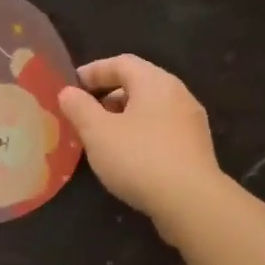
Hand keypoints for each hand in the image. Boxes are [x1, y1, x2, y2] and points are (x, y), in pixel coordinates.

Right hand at [58, 55, 224, 235]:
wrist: (191, 201)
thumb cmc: (140, 159)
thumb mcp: (98, 133)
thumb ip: (79, 108)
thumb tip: (68, 92)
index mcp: (155, 81)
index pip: (121, 63)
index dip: (93, 71)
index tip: (71, 86)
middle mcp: (178, 94)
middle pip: (138, 84)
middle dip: (108, 96)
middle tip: (84, 114)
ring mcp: (191, 121)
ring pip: (151, 109)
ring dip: (124, 117)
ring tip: (102, 138)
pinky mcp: (196, 147)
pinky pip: (162, 130)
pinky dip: (141, 134)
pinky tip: (128, 157)